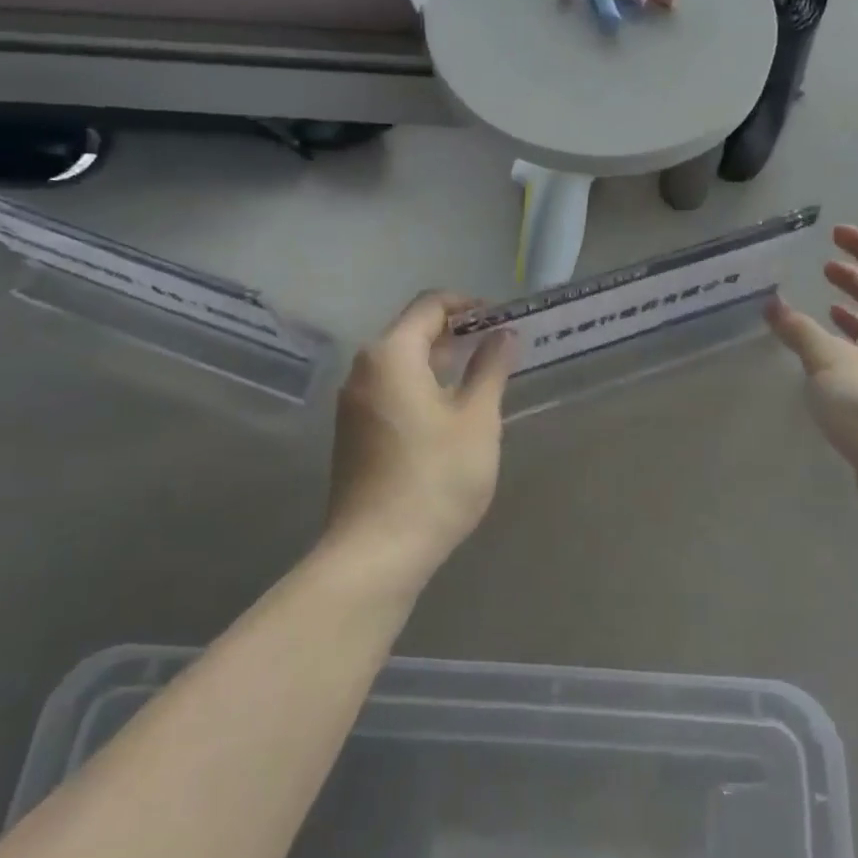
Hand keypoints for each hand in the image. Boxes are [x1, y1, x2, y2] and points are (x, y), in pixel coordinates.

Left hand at [323, 292, 512, 583]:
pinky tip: (452, 414)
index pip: (430, 305)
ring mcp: (354, 404)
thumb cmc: (435, 478)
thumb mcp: (477, 419)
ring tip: (484, 378)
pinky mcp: (354, 434)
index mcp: (390, 355)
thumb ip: (491, 369)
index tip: (503, 320)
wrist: (376, 552)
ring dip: (442, 363)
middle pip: (413, 332)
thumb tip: (504, 334)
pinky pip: (392, 391)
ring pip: (402, 365)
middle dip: (458, 334)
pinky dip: (424, 388)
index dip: (469, 305)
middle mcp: (364, 370)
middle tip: (501, 348)